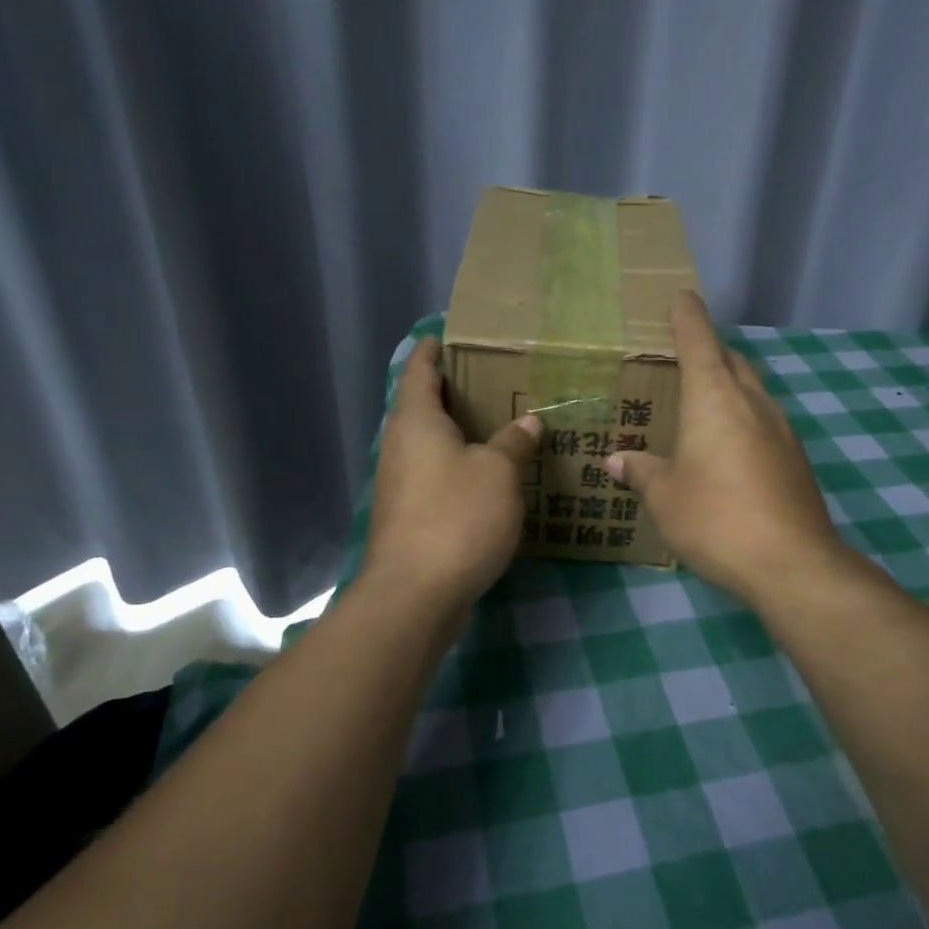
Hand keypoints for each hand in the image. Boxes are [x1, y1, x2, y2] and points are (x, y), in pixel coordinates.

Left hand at [364, 335, 541, 606]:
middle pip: (423, 405)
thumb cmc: (456, 517)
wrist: (414, 594)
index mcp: (416, 420)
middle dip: (454, 391)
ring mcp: (400, 482)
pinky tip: (489, 475)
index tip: (452, 334)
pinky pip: (435, 474)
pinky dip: (459, 466)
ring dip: (459, 432)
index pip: (419, 368)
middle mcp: (400, 445)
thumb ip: (514, 442)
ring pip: (430, 443)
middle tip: (496, 378)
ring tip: (500, 423)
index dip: (434, 349)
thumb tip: (528, 422)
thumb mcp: (498, 473)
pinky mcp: (408, 514)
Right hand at [609, 291, 846, 606]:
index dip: (688, 317)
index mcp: (715, 399)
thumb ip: (642, 472)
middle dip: (710, 350)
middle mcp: (752, 403)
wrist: (792, 563)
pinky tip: (730, 447)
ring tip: (705, 401)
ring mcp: (782, 430)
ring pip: (753, 390)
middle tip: (684, 354)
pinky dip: (744, 418)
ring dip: (730, 384)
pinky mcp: (796, 459)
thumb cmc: (716, 518)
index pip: (700, 341)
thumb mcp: (665, 497)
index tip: (682, 296)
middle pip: (732, 360)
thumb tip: (617, 460)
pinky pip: (764, 421)